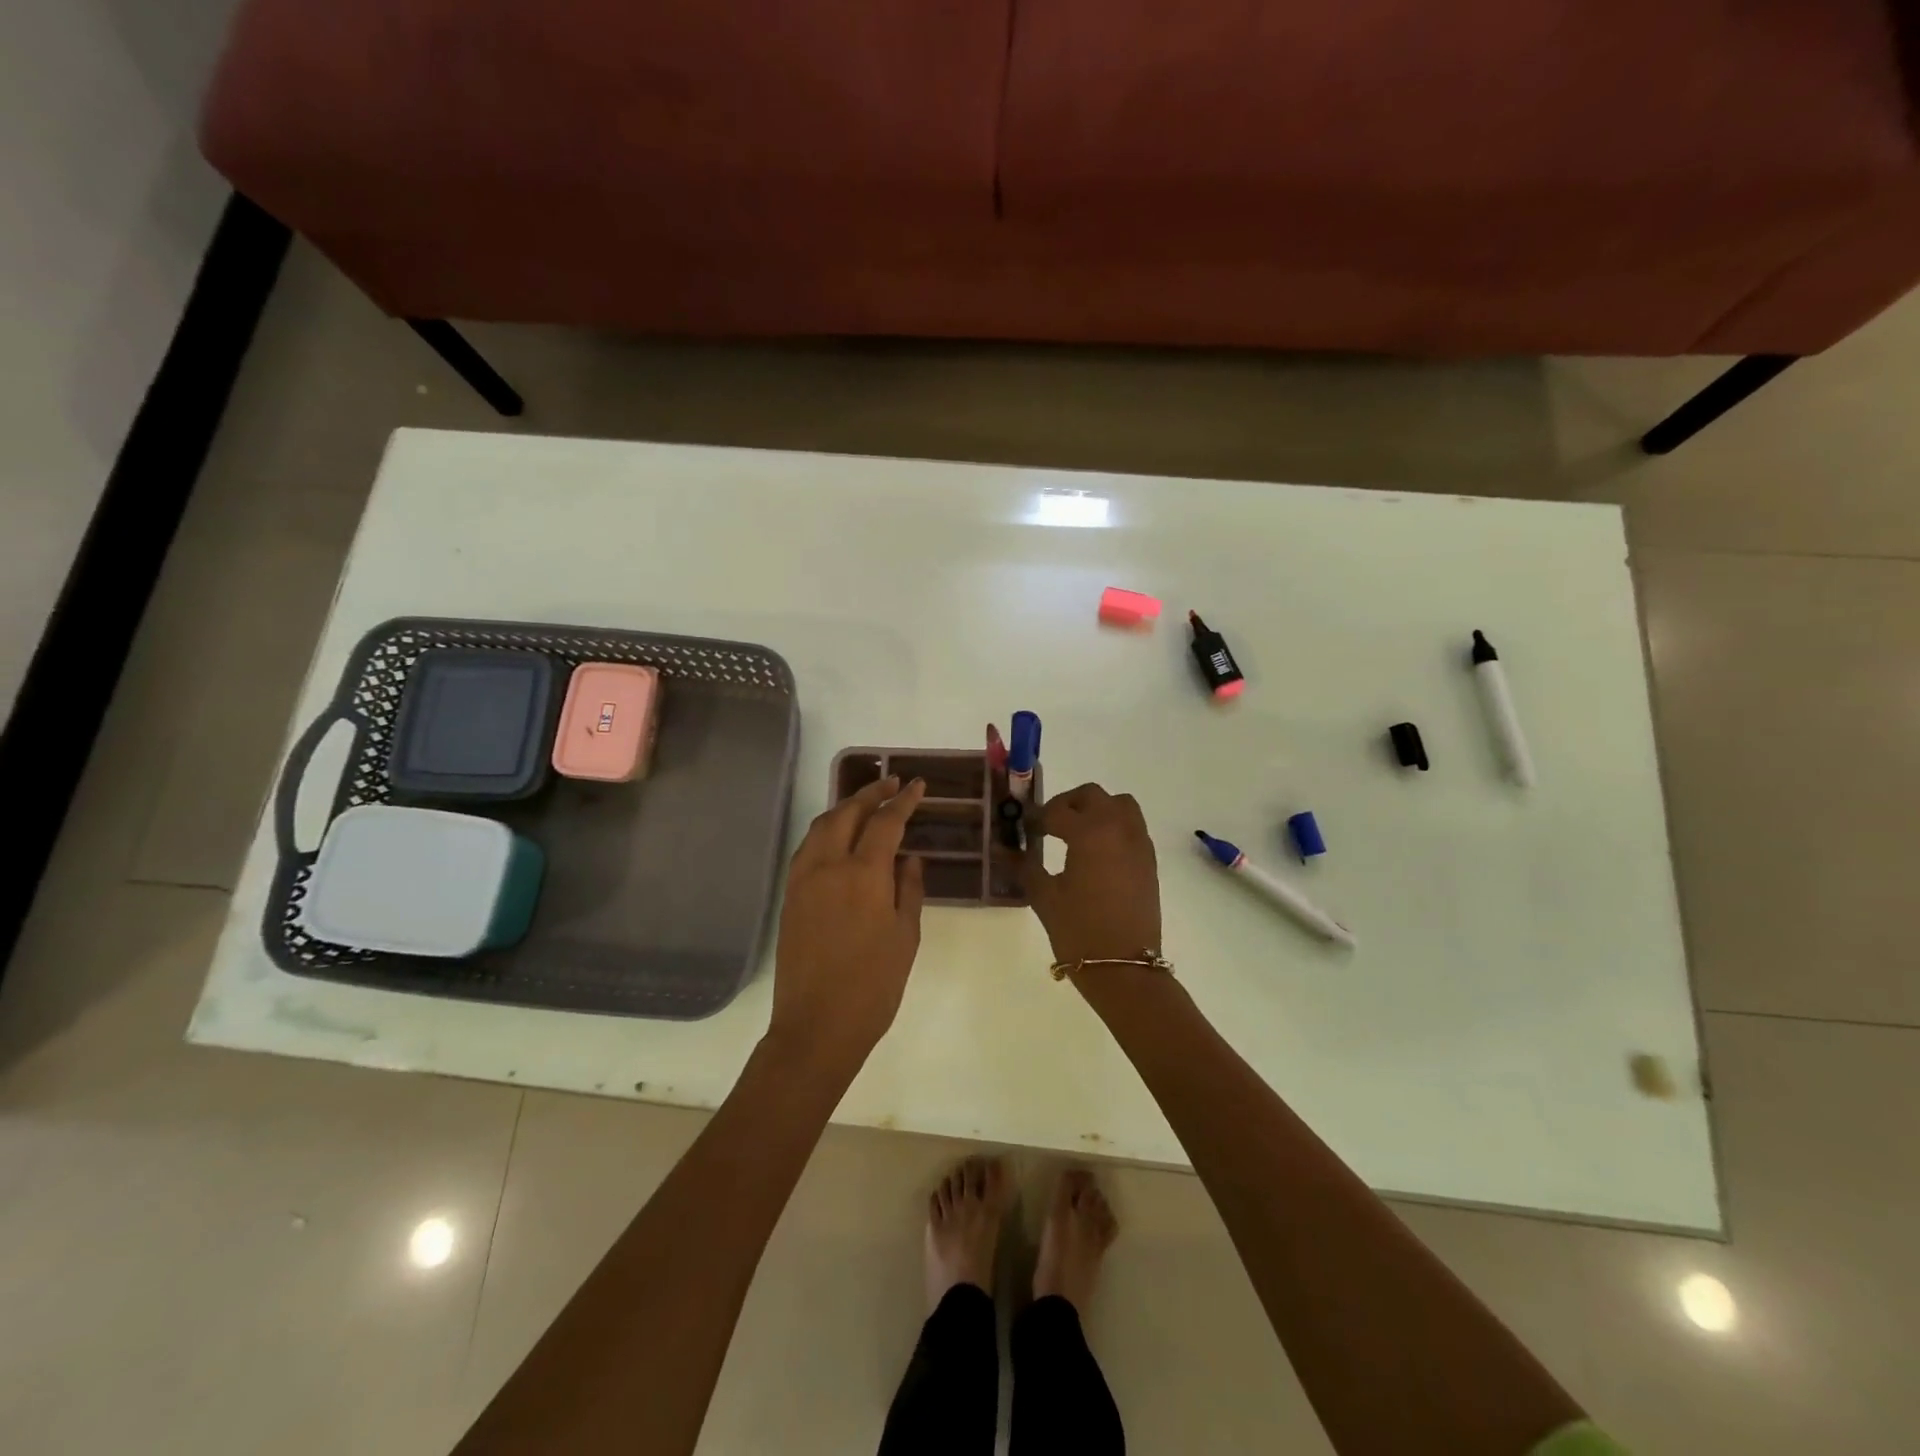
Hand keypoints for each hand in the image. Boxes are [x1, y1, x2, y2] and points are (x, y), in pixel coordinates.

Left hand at [768, 775, 926, 1070]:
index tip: (917, 785)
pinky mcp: (789, 896)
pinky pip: (807, 848)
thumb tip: (909, 858)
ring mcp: (803, 879)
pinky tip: (838, 838)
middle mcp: (828, 866)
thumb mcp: (905, 937)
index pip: (885, 822)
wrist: (816, 1027)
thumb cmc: (873, 986)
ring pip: (821, 826)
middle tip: (891, 784)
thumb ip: (909, 889)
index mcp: (863, 875)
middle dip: (870, 793)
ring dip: (845, 807)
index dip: (903, 800)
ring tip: (866, 803)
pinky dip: (825, 830)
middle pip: (847, 813)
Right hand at [1026, 783, 1162, 968]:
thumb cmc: (1079, 930)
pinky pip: (1132, 827)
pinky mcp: (1149, 861)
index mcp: (1089, 832)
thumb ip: (1026, 866)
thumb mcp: (1044, 897)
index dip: (1037, 818)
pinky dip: (1114, 827)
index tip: (1025, 830)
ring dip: (1097, 810)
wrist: (1124, 967)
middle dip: (1068, 804)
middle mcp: (1118, 829)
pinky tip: (1097, 853)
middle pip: (1093, 795)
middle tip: (1050, 824)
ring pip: (1120, 805)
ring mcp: (1138, 844)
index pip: (1057, 811)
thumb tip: (1008, 849)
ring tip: (1077, 833)